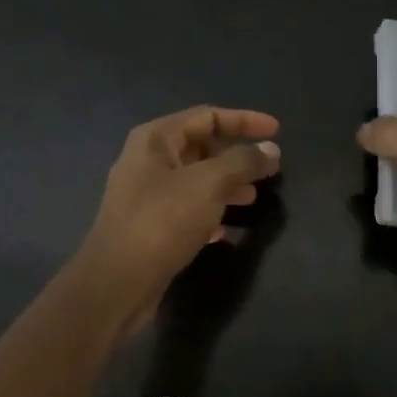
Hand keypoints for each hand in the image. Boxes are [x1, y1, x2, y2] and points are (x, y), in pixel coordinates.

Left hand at [73, 106, 280, 333]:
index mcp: (156, 139)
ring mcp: (146, 194)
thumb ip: (243, 162)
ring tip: (252, 197)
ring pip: (196, 179)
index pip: (208, 116)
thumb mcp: (210, 184)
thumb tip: (271, 149)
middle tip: (268, 168)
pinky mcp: (149, 225)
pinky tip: (226, 229)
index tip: (277, 132)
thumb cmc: (163, 220)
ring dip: (227, 185)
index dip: (245, 120)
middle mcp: (148, 160)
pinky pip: (187, 209)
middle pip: (201, 146)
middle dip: (237, 156)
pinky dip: (210, 212)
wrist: (118, 281)